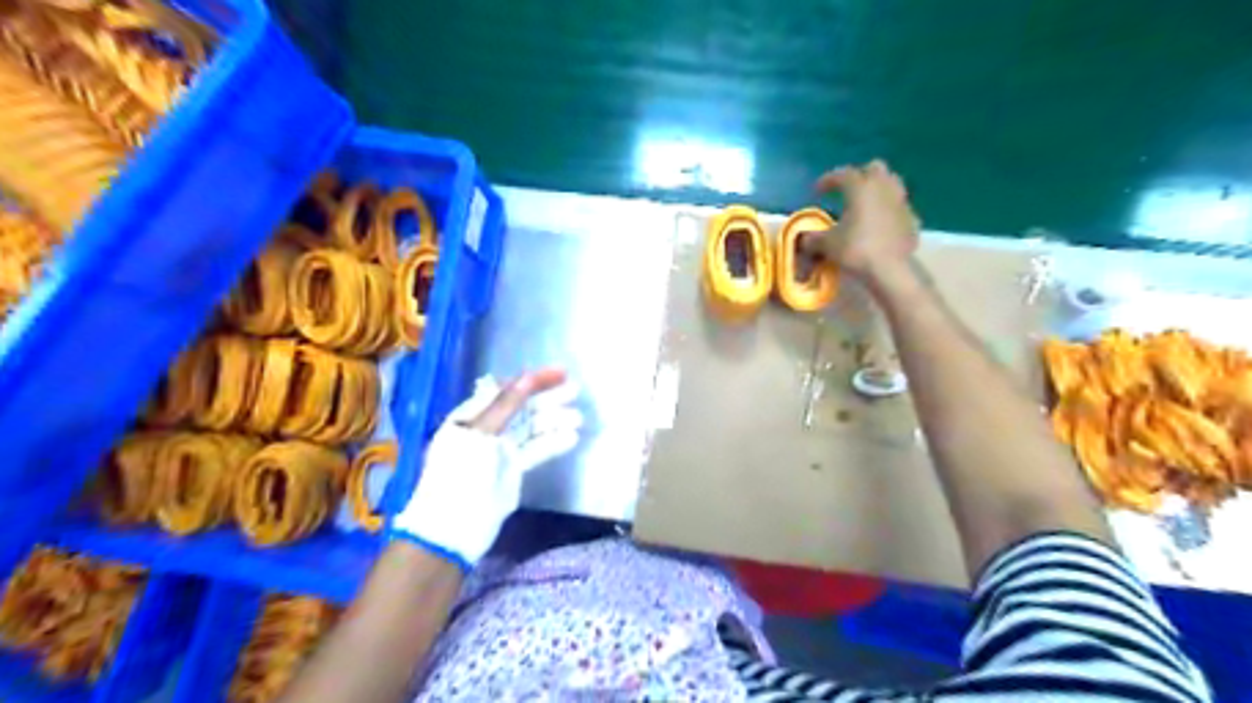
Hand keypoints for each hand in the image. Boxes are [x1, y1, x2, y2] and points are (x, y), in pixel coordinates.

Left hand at [391, 368, 582, 569]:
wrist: (453, 528)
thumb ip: (507, 405)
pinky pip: (536, 450)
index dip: (533, 380)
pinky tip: (571, 438)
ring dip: (554, 420)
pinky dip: (553, 443)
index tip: (560, 373)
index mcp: (472, 416)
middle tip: (576, 390)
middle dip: (548, 398)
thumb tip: (528, 377)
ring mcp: (500, 450)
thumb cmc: (460, 473)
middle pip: (522, 407)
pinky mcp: (513, 470)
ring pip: (532, 428)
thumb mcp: (480, 433)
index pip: (506, 390)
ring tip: (578, 418)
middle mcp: (487, 429)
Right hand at [801, 158, 917, 284]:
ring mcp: (901, 202)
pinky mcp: (912, 218)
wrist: (890, 268)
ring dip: (878, 189)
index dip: (828, 180)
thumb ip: (813, 238)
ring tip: (866, 204)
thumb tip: (805, 239)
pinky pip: (899, 206)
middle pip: (874, 168)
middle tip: (847, 191)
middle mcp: (883, 188)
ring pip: (892, 183)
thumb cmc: (856, 249)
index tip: (817, 190)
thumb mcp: (827, 244)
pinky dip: (889, 210)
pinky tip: (880, 224)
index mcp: (861, 188)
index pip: (843, 174)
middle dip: (860, 175)